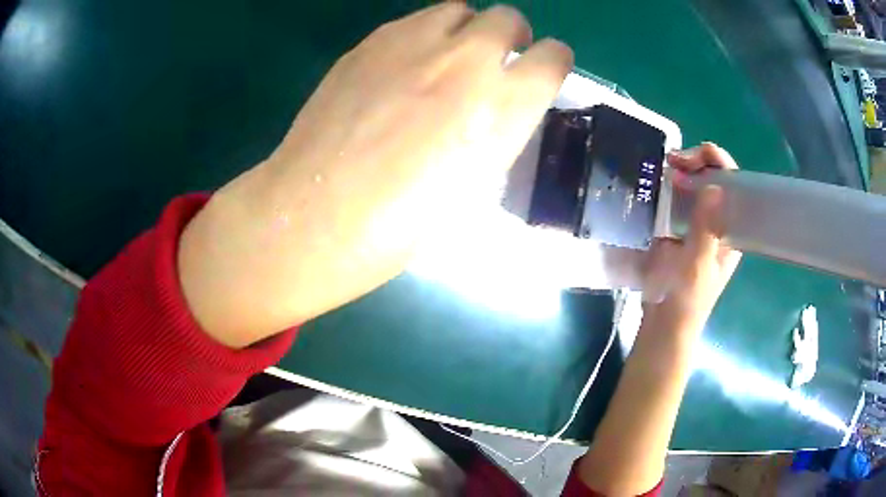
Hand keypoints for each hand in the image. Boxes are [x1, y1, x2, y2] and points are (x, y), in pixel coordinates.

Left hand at [177, 3, 573, 346]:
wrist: (317, 215)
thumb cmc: (401, 226)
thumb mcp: (476, 185)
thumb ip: (497, 130)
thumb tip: (497, 106)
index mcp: (503, 107)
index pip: (553, 57)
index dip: (552, 62)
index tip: (541, 72)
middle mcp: (466, 61)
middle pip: (508, 18)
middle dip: (510, 37)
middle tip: (492, 62)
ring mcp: (413, 44)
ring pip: (459, 9)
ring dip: (466, 29)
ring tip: (447, 59)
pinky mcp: (369, 43)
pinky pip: (413, 20)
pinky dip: (423, 35)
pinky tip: (403, 66)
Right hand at [641, 142, 741, 339]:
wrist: (665, 324)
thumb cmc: (687, 299)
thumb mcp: (698, 266)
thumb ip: (706, 229)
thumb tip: (714, 187)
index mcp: (731, 230)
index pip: (735, 186)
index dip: (720, 164)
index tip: (697, 155)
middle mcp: (718, 222)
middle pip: (716, 180)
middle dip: (699, 163)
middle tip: (675, 161)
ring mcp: (698, 225)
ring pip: (696, 187)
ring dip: (684, 172)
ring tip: (666, 167)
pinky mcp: (679, 229)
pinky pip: (679, 199)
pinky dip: (670, 187)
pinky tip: (659, 182)